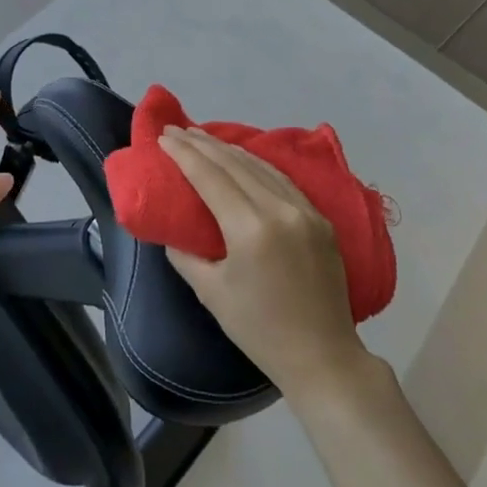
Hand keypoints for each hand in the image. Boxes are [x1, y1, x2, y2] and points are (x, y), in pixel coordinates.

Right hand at [160, 126, 371, 399]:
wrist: (323, 356)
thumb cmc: (259, 329)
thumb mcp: (210, 292)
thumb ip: (185, 255)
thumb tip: (173, 231)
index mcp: (250, 228)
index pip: (210, 176)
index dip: (184, 153)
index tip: (163, 136)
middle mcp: (280, 209)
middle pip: (234, 164)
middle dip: (202, 144)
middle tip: (176, 130)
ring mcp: (305, 211)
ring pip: (260, 166)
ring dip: (228, 149)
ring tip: (203, 137)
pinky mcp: (320, 219)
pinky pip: (282, 180)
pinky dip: (256, 164)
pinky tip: (242, 159)